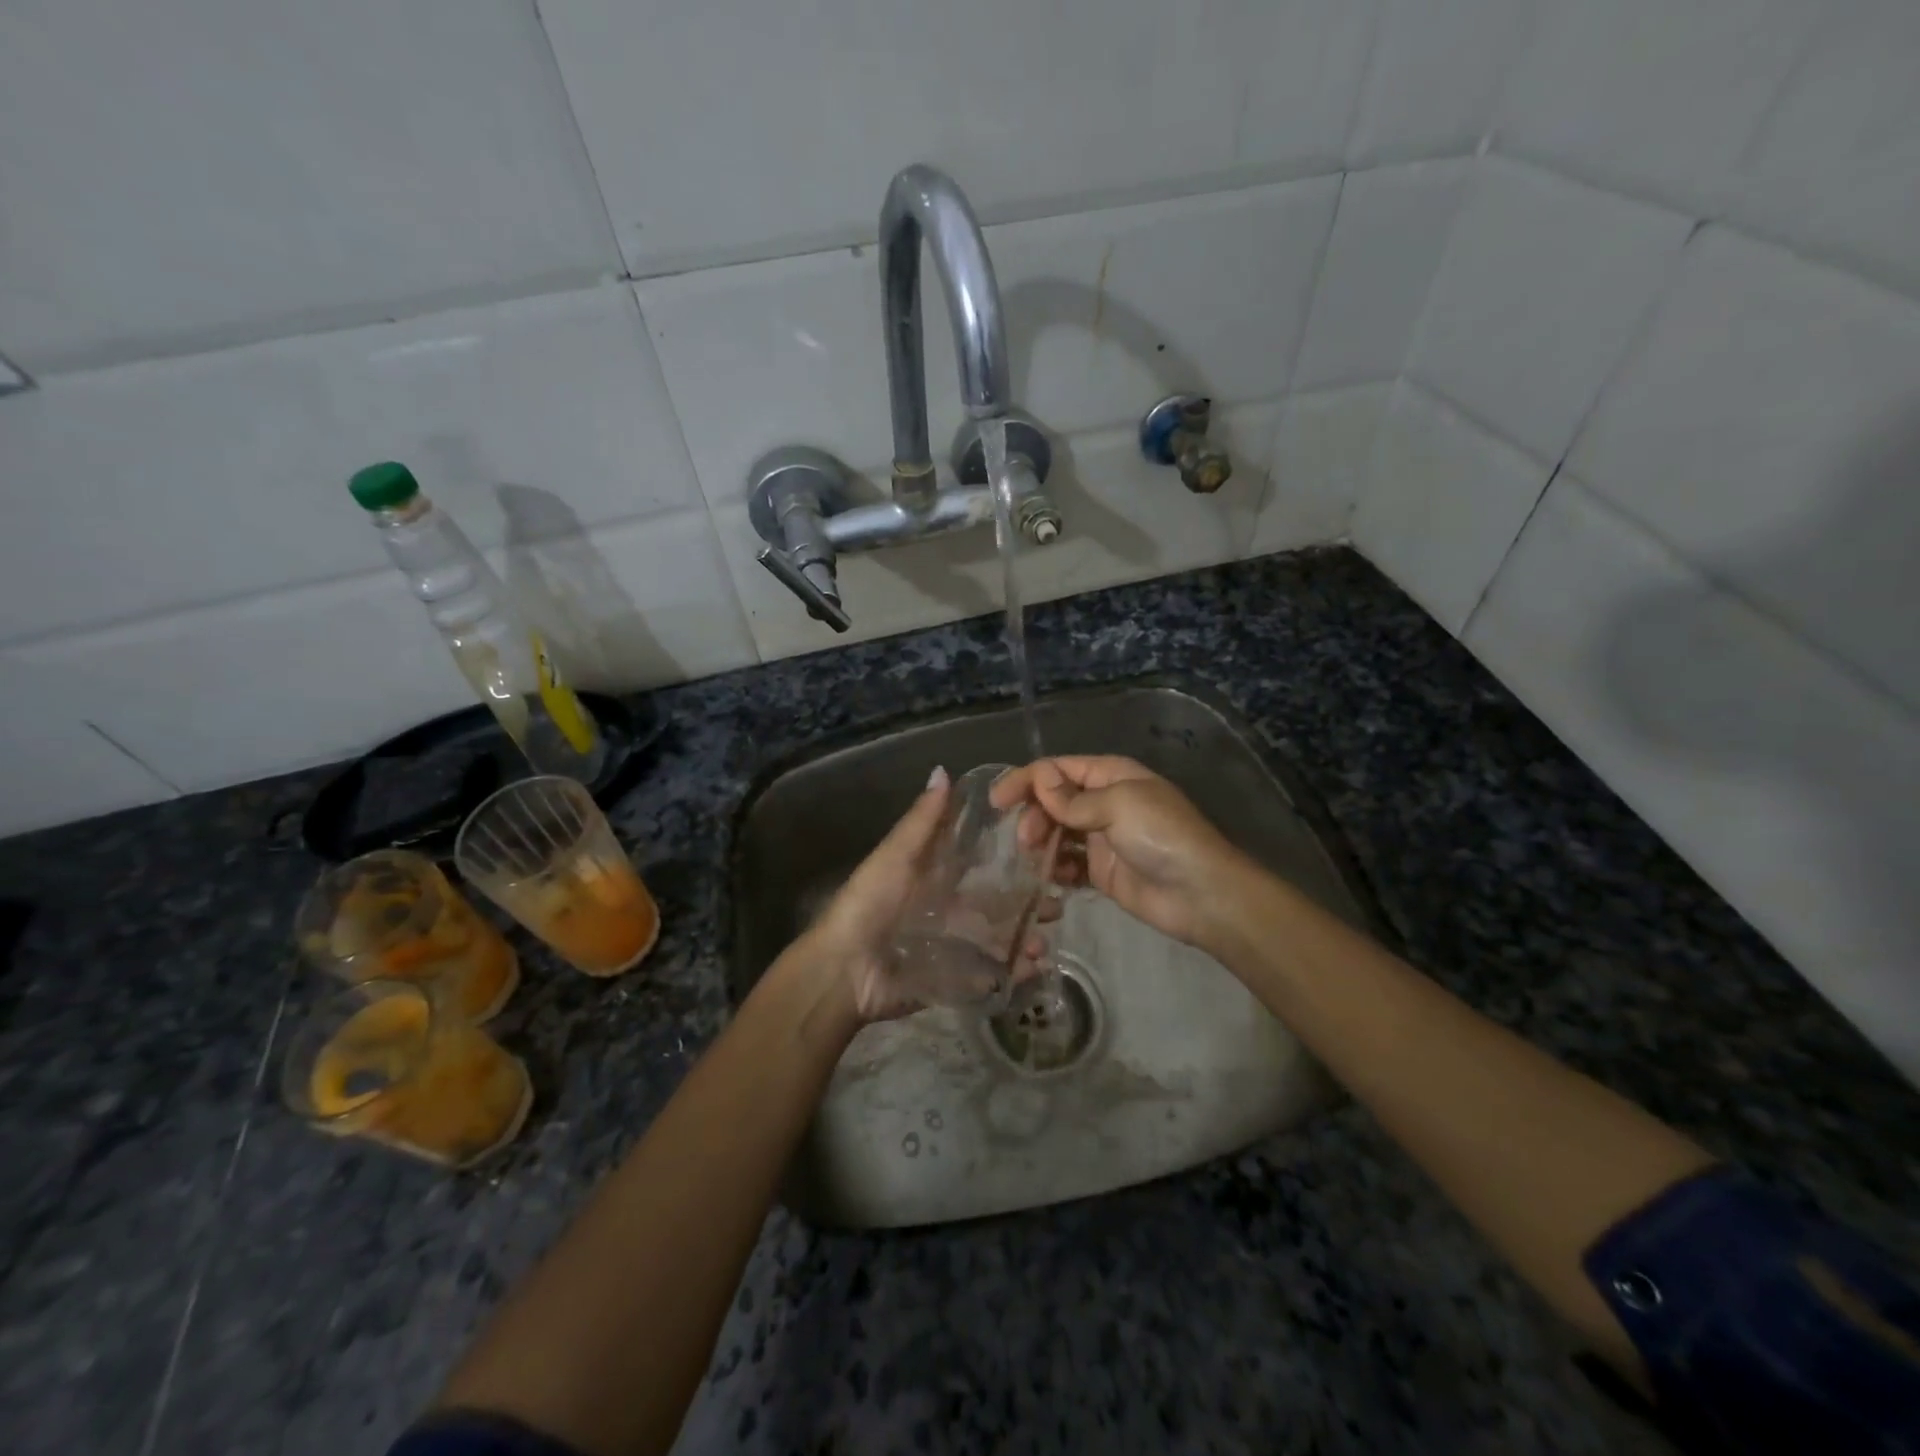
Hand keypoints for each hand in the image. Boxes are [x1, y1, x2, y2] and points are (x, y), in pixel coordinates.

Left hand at [795, 767, 1051, 1025]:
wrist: (845, 971)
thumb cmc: (870, 904)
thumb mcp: (896, 856)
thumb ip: (922, 820)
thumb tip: (943, 769)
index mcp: (934, 876)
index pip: (979, 860)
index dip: (1011, 853)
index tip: (1045, 844)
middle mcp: (948, 908)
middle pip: (997, 901)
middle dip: (1029, 901)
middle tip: (1058, 900)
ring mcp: (953, 946)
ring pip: (999, 938)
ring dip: (1025, 937)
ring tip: (1046, 943)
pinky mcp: (954, 979)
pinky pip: (989, 975)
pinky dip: (1013, 972)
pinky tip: (1035, 967)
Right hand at [989, 755, 1251, 951]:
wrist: (1201, 894)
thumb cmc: (1162, 836)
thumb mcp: (1118, 805)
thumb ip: (1073, 798)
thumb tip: (1039, 778)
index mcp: (1110, 775)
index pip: (1058, 769)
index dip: (1026, 780)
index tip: (997, 801)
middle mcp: (1103, 802)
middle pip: (1053, 801)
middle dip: (1034, 815)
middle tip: (1026, 840)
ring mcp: (1102, 838)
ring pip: (1056, 833)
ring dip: (1041, 843)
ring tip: (1035, 860)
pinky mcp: (1101, 871)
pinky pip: (1067, 864)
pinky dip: (1055, 869)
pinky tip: (1049, 879)